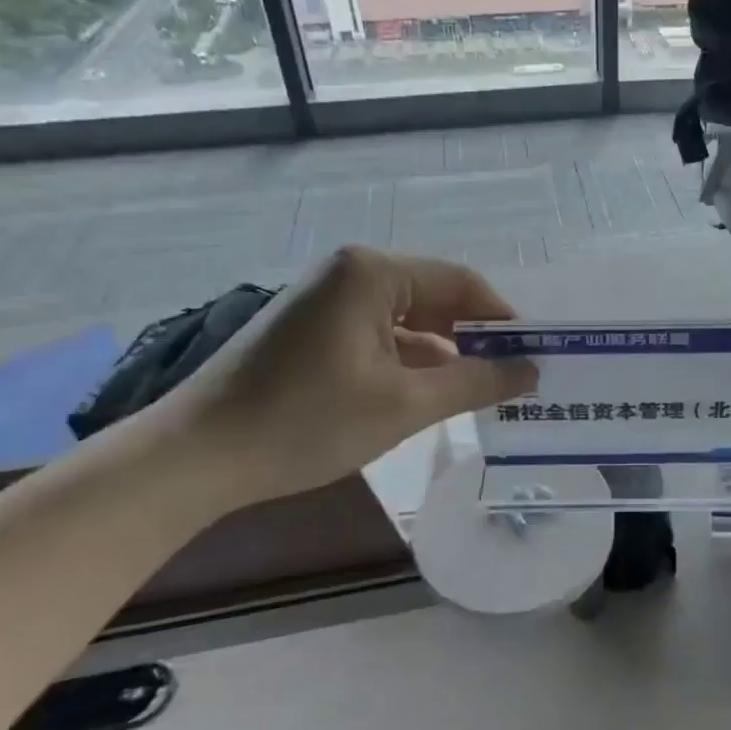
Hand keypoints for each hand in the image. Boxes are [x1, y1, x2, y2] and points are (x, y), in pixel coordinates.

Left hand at [154, 247, 535, 511]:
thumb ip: (476, 382)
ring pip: (407, 319)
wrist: (194, 457)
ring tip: (479, 390)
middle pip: (435, 297)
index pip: (463, 283)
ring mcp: (326, 298)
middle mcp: (351, 271)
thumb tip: (532, 372)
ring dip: (443, 353)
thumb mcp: (405, 405)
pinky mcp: (310, 327)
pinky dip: (408, 360)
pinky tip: (427, 393)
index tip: (535, 355)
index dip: (504, 320)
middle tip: (514, 377)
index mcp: (374, 272)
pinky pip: (377, 333)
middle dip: (475, 338)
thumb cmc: (306, 421)